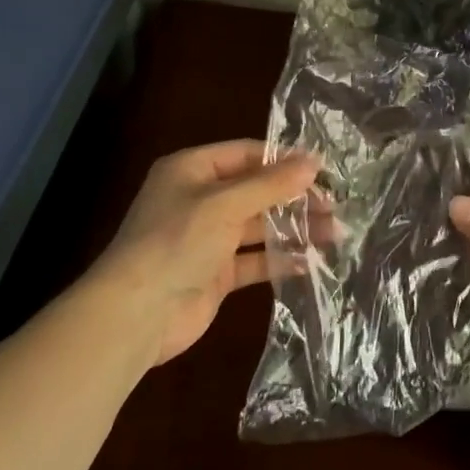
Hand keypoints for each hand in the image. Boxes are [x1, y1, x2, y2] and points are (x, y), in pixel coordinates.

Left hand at [91, 141, 318, 367]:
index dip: (285, 160)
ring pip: (259, 226)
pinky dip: (279, 259)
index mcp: (192, 170)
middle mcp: (200, 199)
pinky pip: (254, 260)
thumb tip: (314, 162)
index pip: (247, 154)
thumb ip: (271, 184)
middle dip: (295, 197)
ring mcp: (207, 238)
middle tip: (334, 205)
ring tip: (334, 233)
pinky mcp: (215, 274)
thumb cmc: (176, 242)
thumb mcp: (224, 204)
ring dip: (294, 228)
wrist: (135, 315)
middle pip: (257, 190)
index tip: (324, 170)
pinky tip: (309, 261)